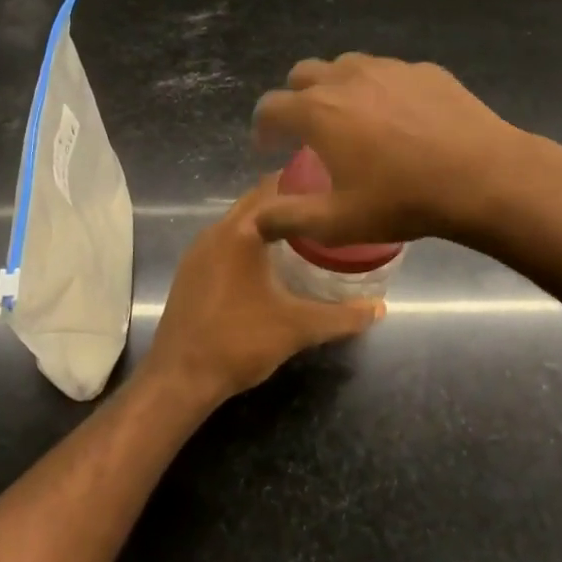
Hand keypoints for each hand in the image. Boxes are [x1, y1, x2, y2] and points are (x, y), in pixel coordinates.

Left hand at [143, 177, 383, 402]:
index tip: (332, 185)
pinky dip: (248, 240)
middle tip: (325, 206)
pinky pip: (225, 241)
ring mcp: (198, 251)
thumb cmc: (240, 341)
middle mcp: (215, 231)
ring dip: (267, 221)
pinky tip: (269, 261)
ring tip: (304, 230)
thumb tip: (381, 308)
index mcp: (241, 232)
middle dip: (288, 200)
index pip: (274, 189)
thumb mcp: (298, 328)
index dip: (303, 182)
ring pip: (239, 222)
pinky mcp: (190, 271)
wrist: (180, 378)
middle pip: (255, 202)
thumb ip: (343, 316)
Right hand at [251, 53, 528, 247]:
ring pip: (346, 65)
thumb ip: (289, 219)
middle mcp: (347, 77)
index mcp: (318, 111)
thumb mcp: (338, 222)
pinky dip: (380, 88)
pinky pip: (388, 72)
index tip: (270, 146)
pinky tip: (400, 117)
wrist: (483, 176)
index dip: (263, 127)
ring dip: (337, 87)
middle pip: (303, 73)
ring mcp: (389, 68)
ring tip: (353, 118)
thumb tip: (257, 221)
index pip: (271, 106)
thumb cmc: (403, 200)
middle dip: (296, 97)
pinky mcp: (424, 69)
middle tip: (308, 129)